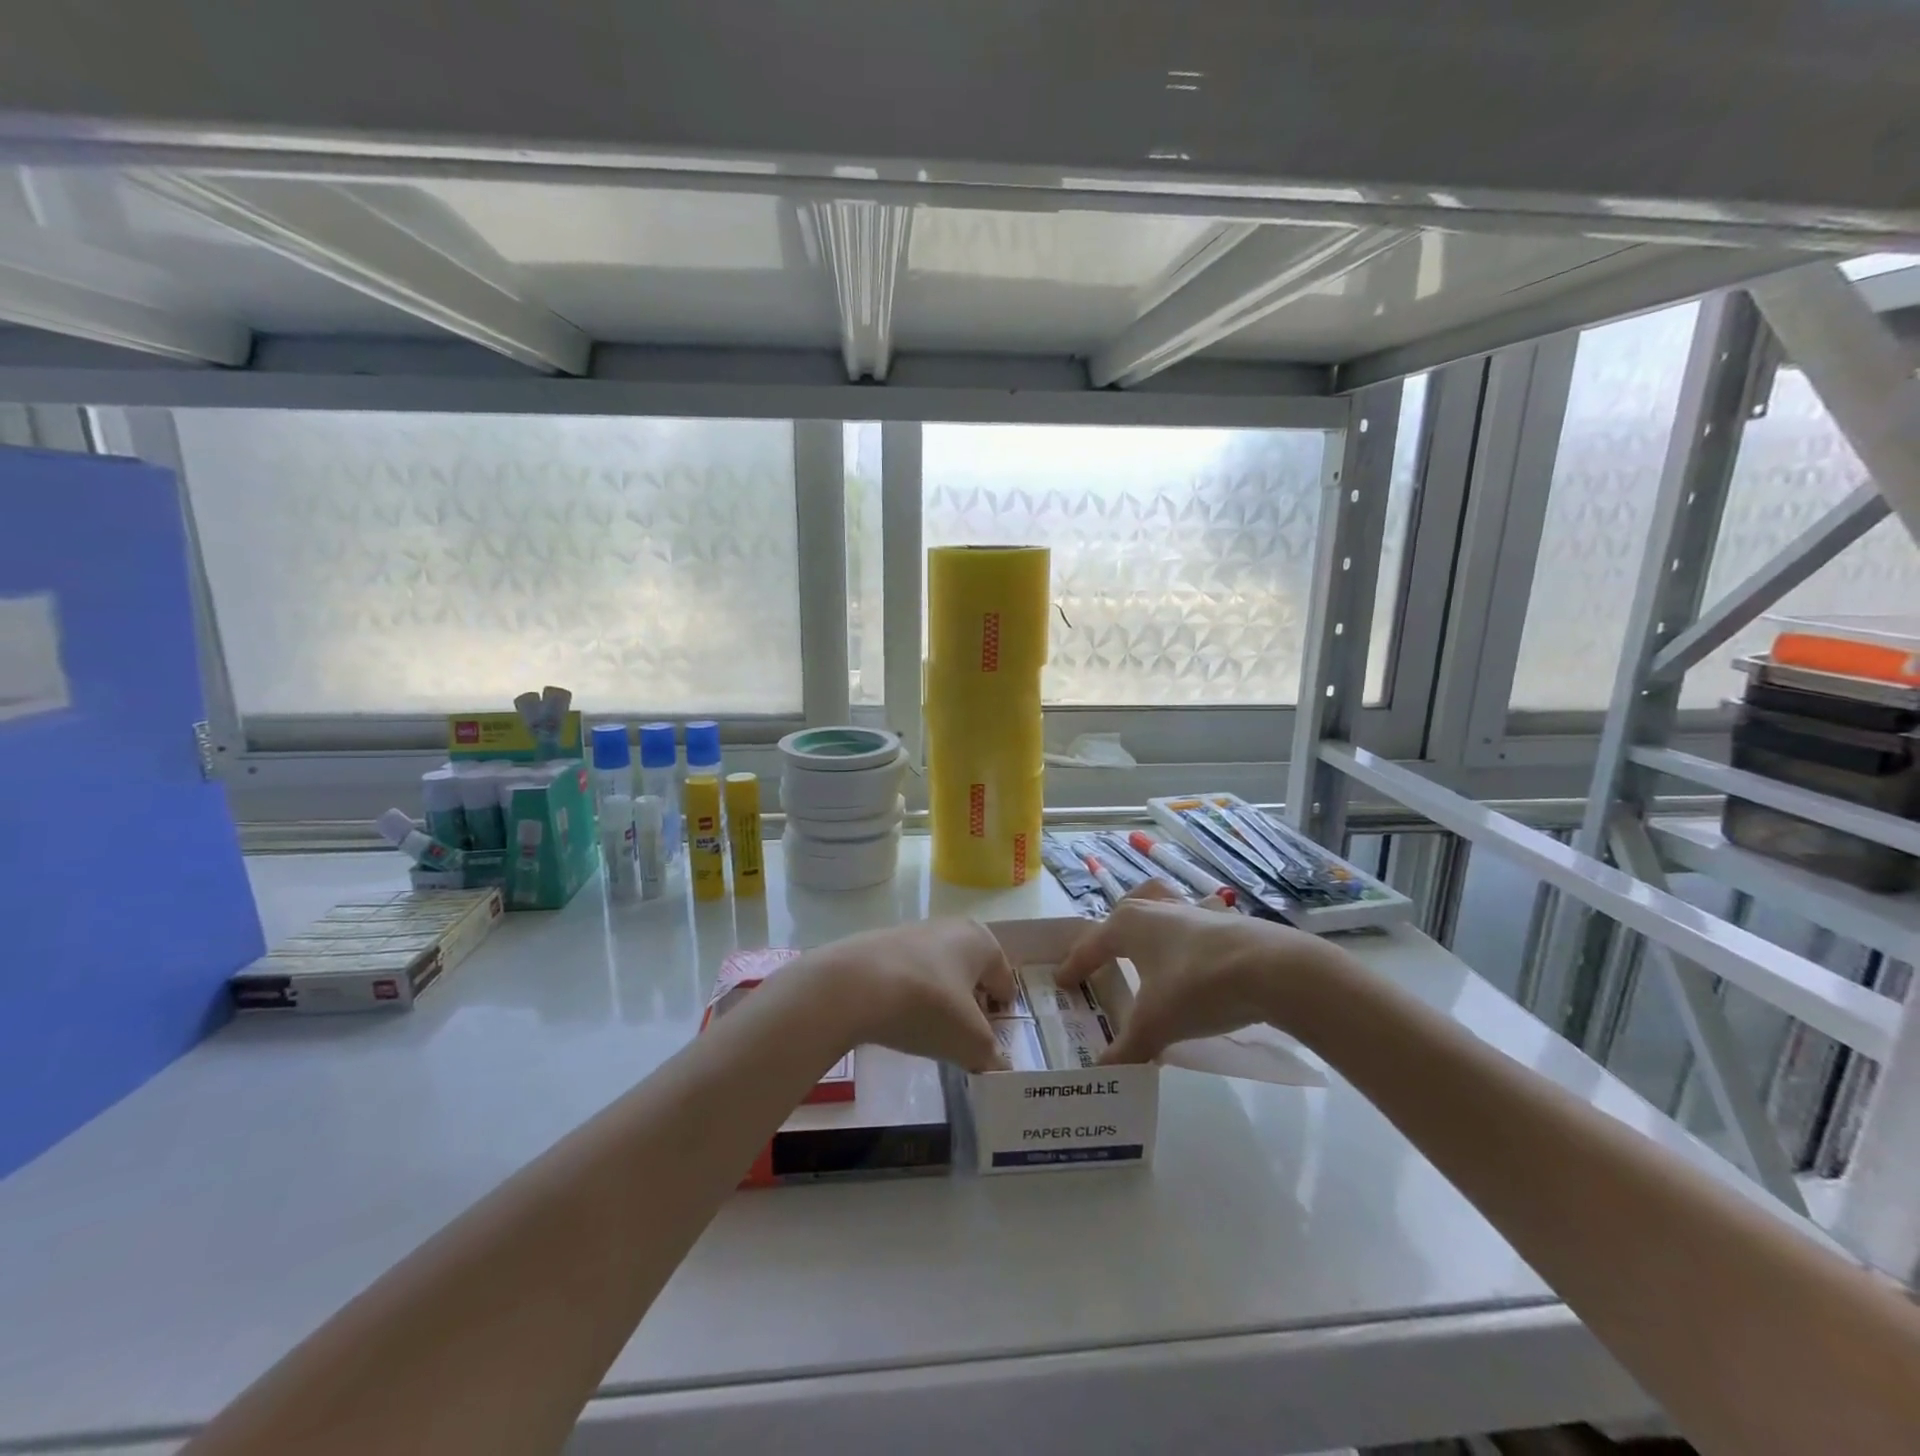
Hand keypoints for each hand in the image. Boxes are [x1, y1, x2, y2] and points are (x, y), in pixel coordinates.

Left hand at [812, 919, 1017, 1072]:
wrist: (852, 985)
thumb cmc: (927, 1006)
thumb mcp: (969, 1042)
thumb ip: (990, 1056)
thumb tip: (997, 1067)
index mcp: (981, 941)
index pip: (1004, 981)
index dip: (1001, 1013)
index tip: (989, 1041)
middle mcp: (950, 927)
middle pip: (971, 972)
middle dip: (970, 1003)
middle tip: (962, 1036)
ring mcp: (912, 932)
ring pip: (938, 971)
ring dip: (939, 998)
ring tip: (927, 1030)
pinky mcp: (879, 944)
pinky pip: (908, 974)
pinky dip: (909, 994)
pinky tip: (897, 1018)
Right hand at [1057, 882, 1321, 1063]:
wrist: (1273, 970)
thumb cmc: (1198, 987)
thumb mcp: (1155, 1025)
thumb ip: (1126, 1049)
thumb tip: (1100, 1073)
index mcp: (1128, 925)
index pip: (1090, 945)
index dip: (1074, 965)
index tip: (1061, 981)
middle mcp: (1155, 909)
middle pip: (1122, 913)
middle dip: (1109, 934)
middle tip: (1102, 958)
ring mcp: (1192, 910)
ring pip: (1158, 908)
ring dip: (1148, 924)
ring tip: (1147, 948)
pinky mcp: (1224, 921)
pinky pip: (1190, 924)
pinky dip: (1184, 938)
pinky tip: (1193, 963)